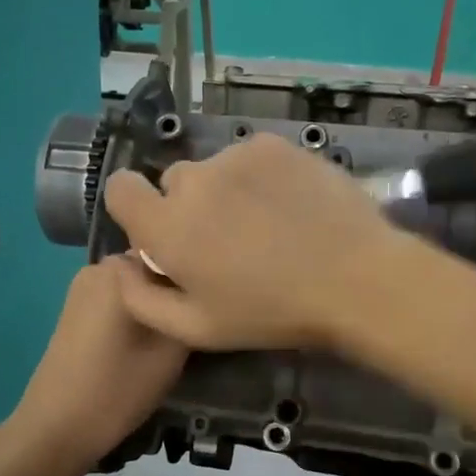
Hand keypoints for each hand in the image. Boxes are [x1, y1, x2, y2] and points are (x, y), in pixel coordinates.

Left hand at [6, 257, 188, 470]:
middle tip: (195, 322)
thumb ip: (190, 309)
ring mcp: (83, 286)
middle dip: (175, 288)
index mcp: (121, 268)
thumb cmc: (118, 388)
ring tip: (174, 334)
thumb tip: (202, 291)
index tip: (212, 304)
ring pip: (137, 284)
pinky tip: (145, 340)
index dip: (197, 276)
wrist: (56, 428)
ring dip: (157, 301)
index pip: (175, 252)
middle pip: (155, 265)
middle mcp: (99, 266)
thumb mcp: (172, 350)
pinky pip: (119, 297)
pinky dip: (137, 311)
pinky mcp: (76, 308)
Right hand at [103, 133, 400, 349]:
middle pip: (174, 182)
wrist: (355, 279)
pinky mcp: (273, 145)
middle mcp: (194, 181)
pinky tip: (289, 205)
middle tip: (228, 240)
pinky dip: (258, 177)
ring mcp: (236, 157)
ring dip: (226, 191)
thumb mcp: (198, 329)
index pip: (120, 189)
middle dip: (189, 207)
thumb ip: (142, 299)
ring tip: (267, 224)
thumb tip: (120, 264)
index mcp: (167, 227)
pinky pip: (249, 157)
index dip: (135, 207)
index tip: (161, 230)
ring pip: (215, 169)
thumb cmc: (272, 313)